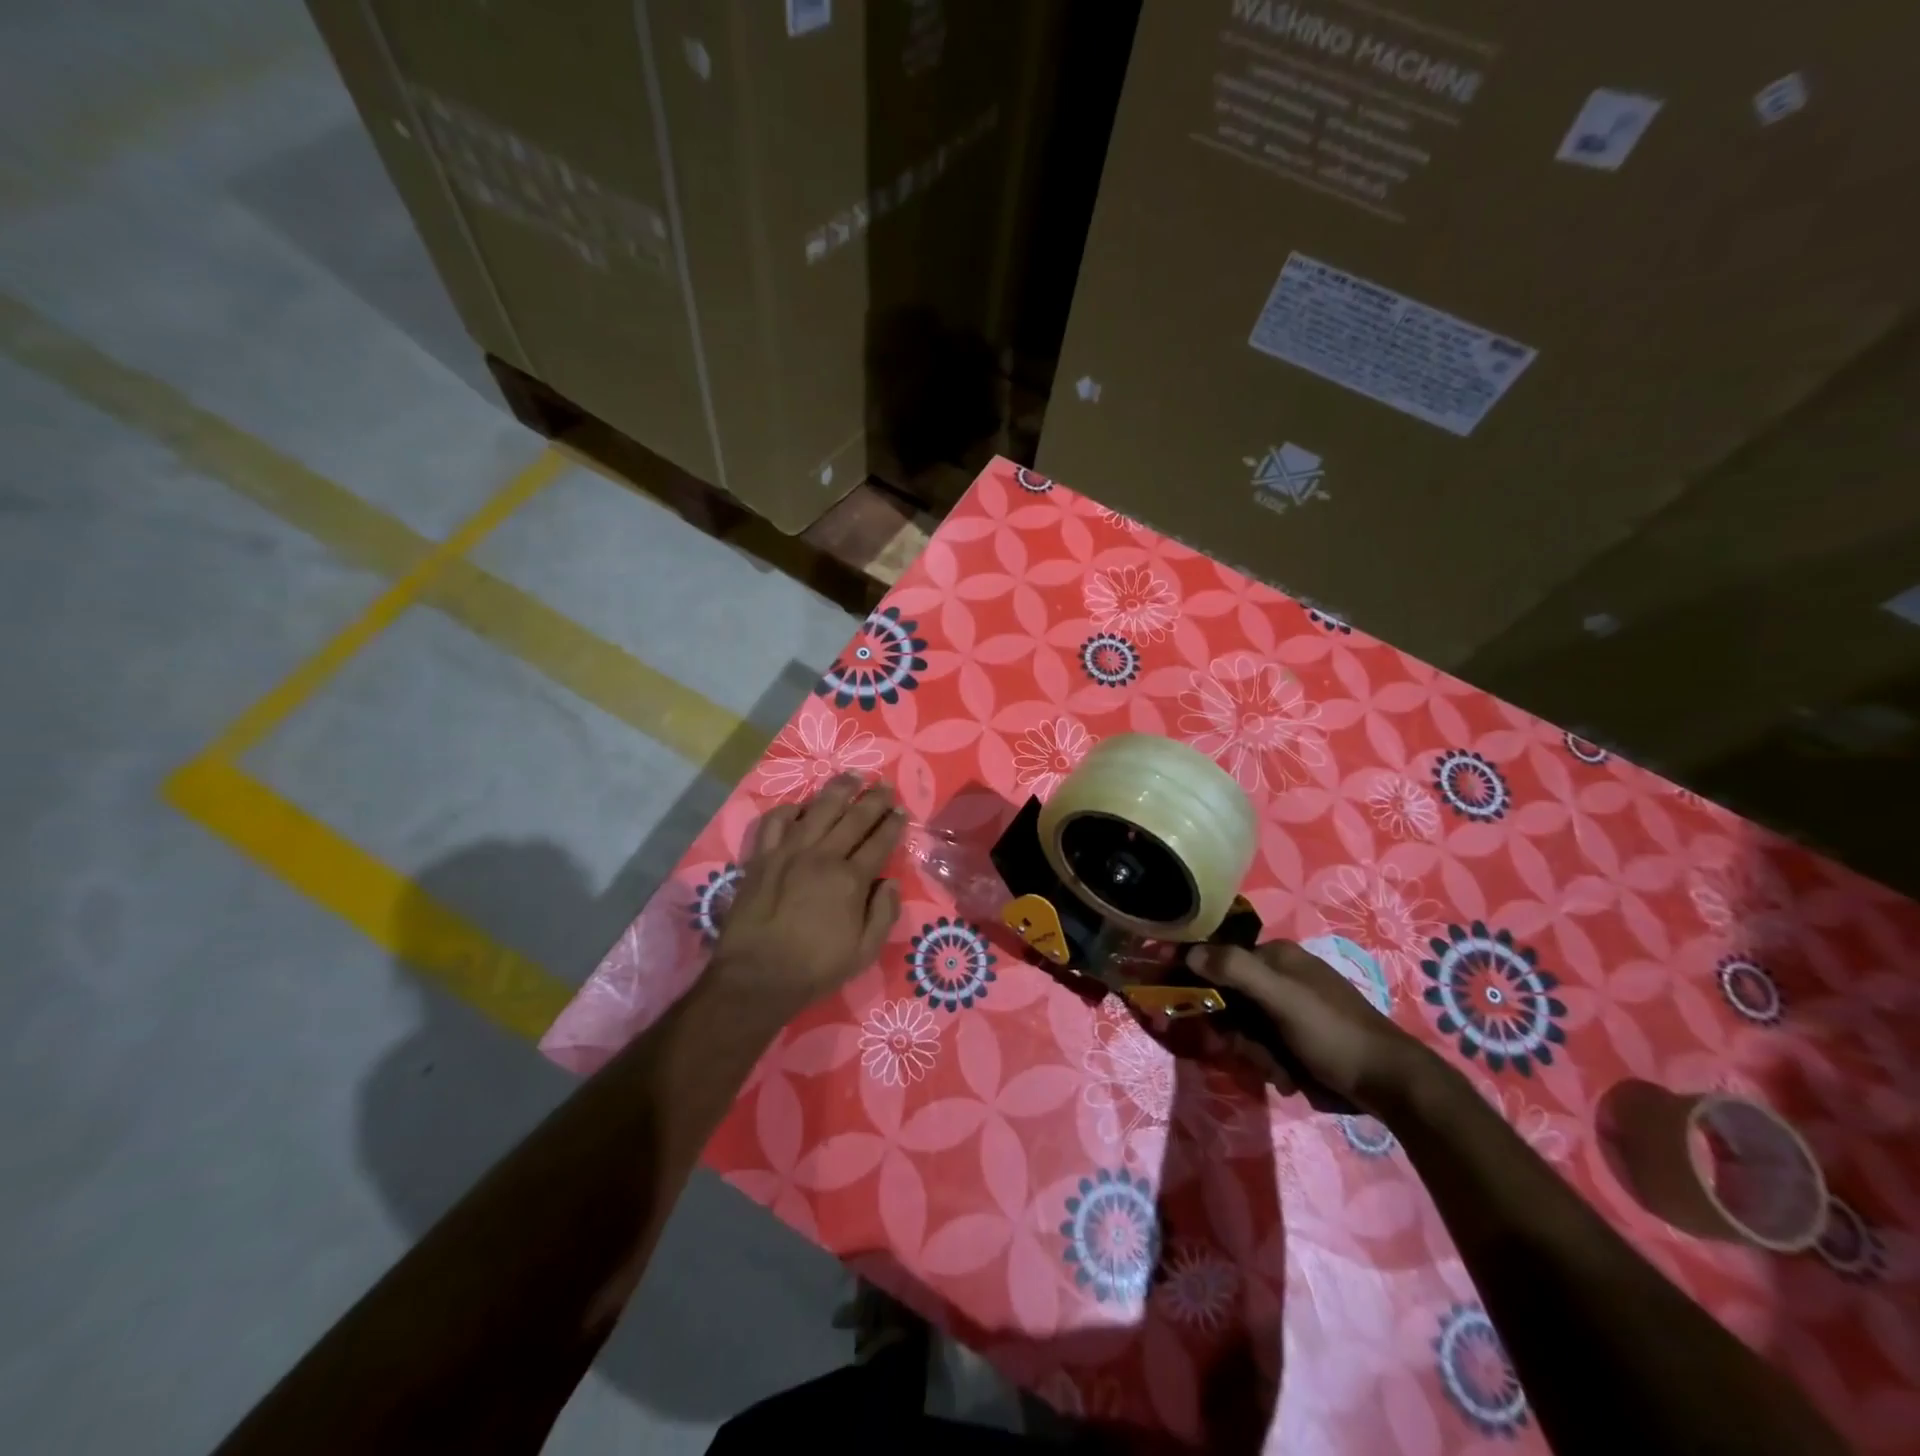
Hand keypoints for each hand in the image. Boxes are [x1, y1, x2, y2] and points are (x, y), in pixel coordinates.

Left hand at [708, 775, 905, 1019]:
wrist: (756, 976)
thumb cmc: (814, 968)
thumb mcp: (864, 952)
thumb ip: (883, 914)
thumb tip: (891, 883)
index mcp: (851, 879)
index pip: (879, 841)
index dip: (894, 824)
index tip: (902, 810)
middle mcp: (823, 856)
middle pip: (854, 818)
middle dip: (874, 799)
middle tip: (885, 784)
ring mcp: (789, 852)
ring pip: (818, 809)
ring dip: (839, 790)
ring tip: (853, 776)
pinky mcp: (762, 857)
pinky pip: (776, 822)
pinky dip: (790, 809)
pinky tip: (801, 805)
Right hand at [1186, 939, 1434, 1112]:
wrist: (1388, 1084)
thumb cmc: (1332, 1032)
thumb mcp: (1282, 997)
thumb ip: (1236, 970)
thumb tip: (1188, 952)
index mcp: (1276, 956)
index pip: (1219, 959)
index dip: (1201, 983)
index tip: (1188, 1008)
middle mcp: (1279, 977)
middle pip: (1228, 999)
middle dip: (1234, 1030)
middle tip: (1246, 1049)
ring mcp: (1287, 1010)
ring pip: (1242, 1028)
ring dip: (1253, 1052)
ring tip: (1278, 1068)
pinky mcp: (1295, 1039)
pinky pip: (1262, 1047)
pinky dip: (1270, 1064)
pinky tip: (1289, 1076)